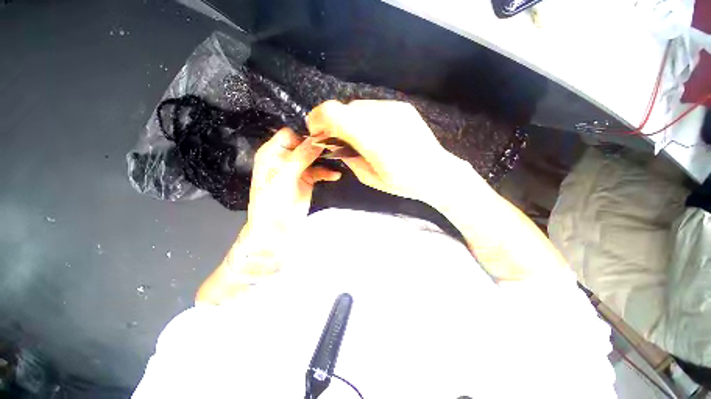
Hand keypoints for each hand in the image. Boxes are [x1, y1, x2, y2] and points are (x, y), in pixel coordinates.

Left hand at [244, 127, 340, 239]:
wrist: (277, 230)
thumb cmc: (272, 204)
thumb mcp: (284, 178)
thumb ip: (301, 157)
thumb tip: (318, 140)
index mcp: (271, 154)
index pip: (288, 135)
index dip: (303, 138)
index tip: (320, 143)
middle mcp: (284, 159)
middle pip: (303, 145)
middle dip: (318, 147)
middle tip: (333, 149)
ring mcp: (297, 170)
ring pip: (314, 157)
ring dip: (325, 159)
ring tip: (338, 160)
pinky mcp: (307, 180)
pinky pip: (319, 171)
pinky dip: (327, 172)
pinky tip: (335, 175)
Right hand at [306, 100, 472, 203]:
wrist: (437, 172)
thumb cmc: (403, 183)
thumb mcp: (369, 178)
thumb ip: (348, 156)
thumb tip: (333, 143)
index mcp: (372, 140)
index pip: (333, 113)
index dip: (317, 119)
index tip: (316, 133)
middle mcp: (382, 117)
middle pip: (344, 109)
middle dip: (333, 122)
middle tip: (336, 140)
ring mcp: (394, 109)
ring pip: (357, 106)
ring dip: (349, 120)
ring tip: (357, 138)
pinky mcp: (401, 107)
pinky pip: (373, 107)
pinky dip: (364, 118)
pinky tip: (374, 133)